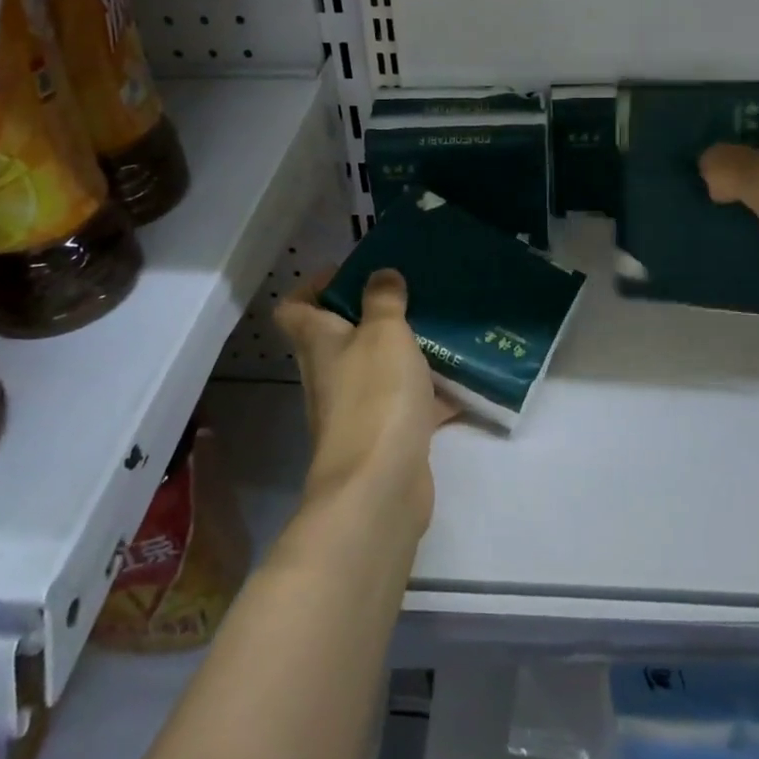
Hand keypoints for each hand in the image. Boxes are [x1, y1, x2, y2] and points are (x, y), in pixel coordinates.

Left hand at [274, 269, 455, 533]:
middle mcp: (329, 374)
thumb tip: (380, 274)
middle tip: (408, 295)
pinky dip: (430, 393)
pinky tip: (464, 380)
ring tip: (439, 329)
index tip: (349, 272)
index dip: (314, 286)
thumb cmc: (375, 395)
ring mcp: (355, 409)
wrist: (380, 486)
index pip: (294, 307)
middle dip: (370, 314)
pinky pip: (406, 404)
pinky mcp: (385, 436)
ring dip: (402, 352)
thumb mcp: (384, 333)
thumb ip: (383, 300)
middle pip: (338, 337)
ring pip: (376, 369)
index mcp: (318, 342)